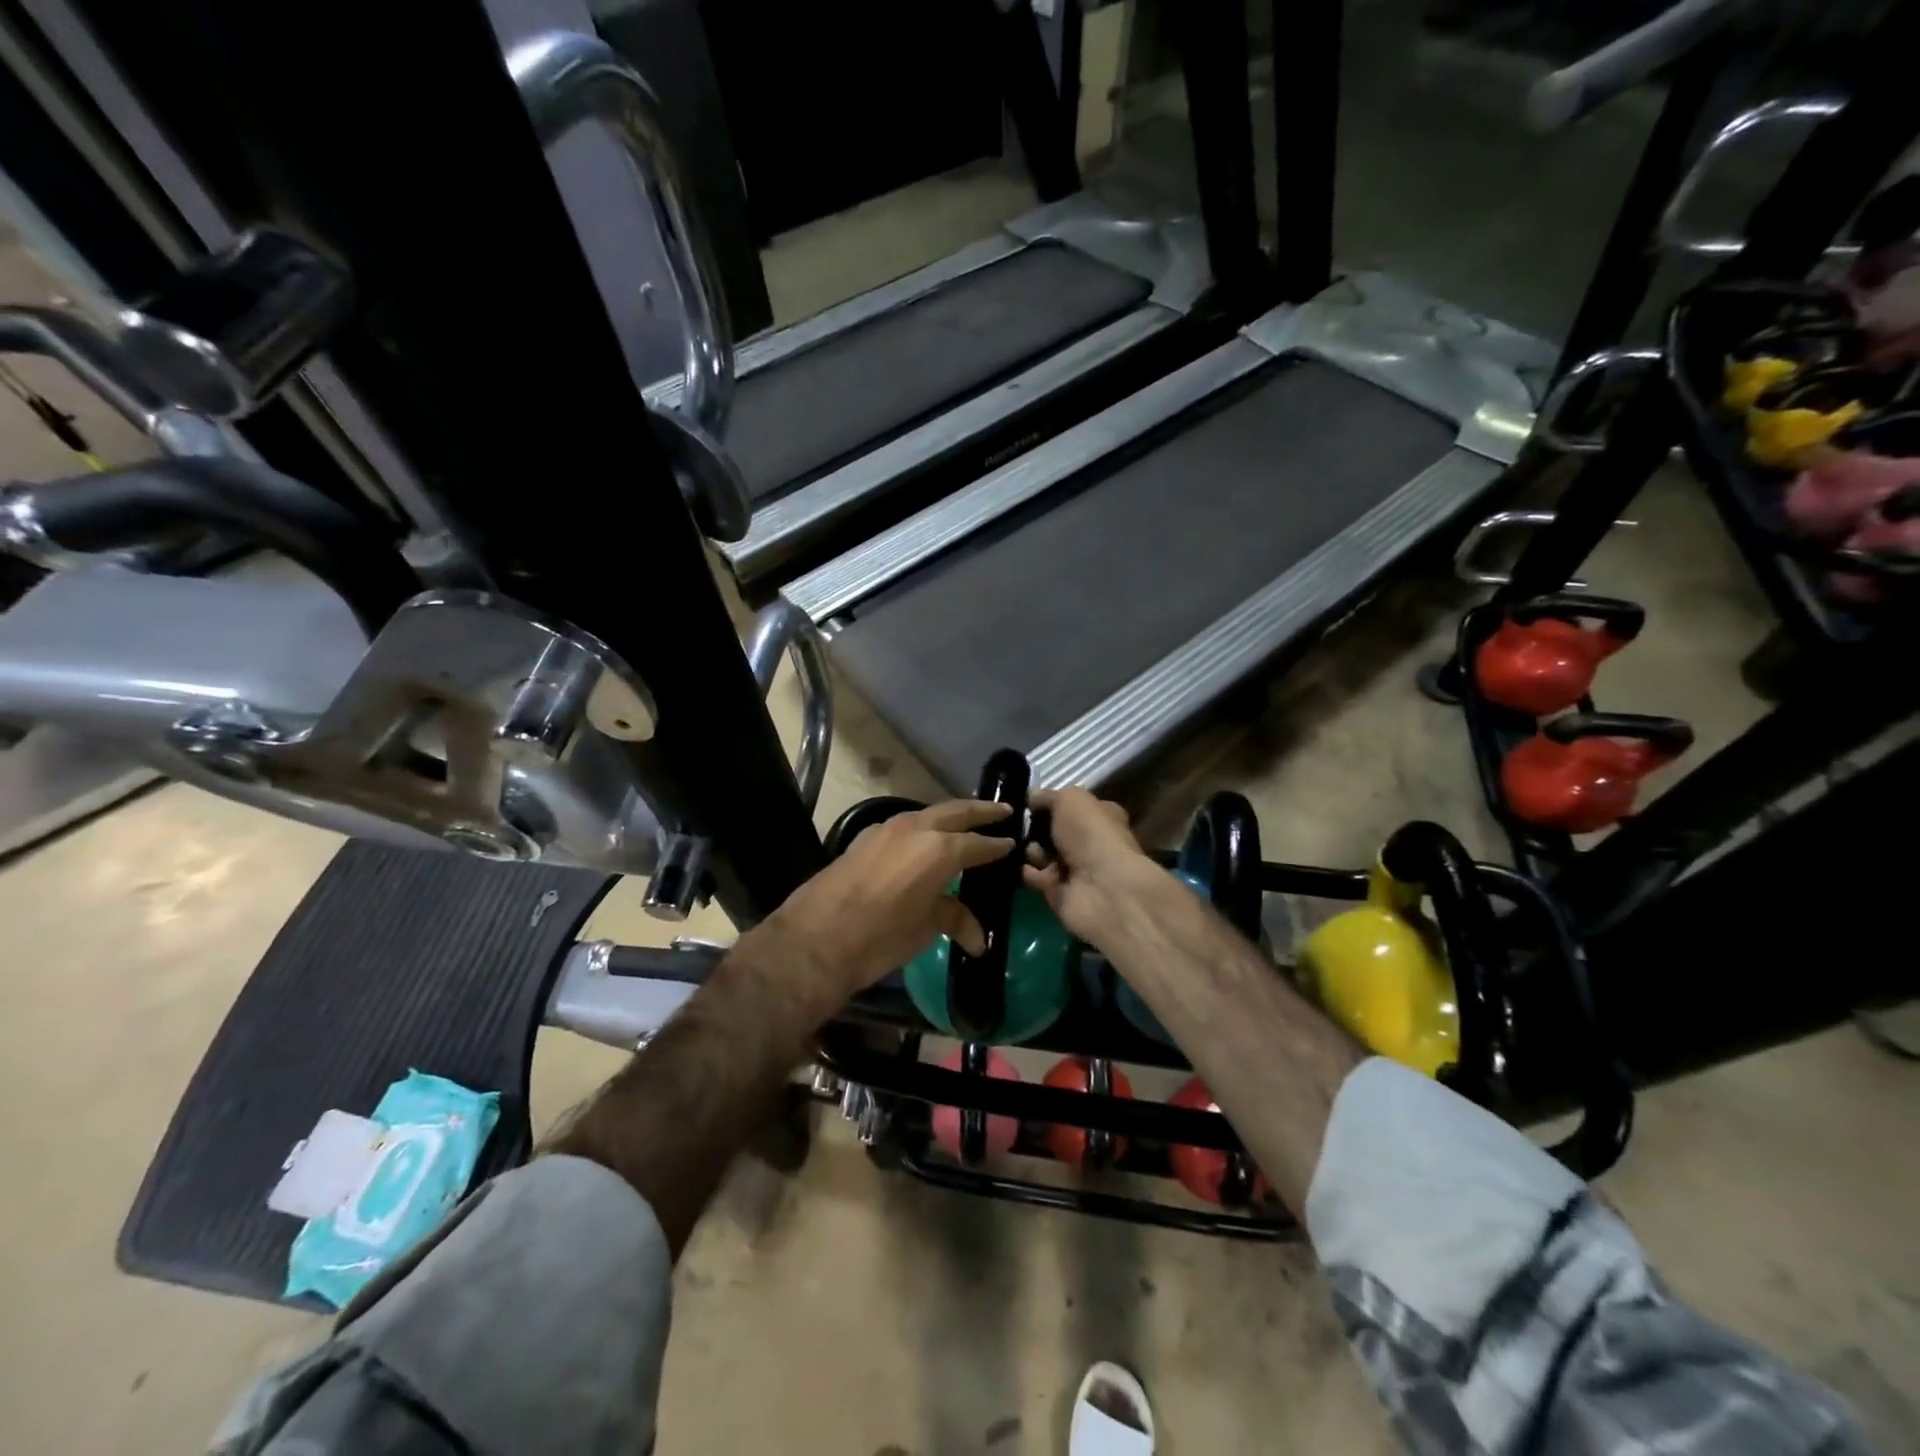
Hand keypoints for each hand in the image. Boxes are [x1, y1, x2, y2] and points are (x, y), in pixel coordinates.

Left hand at [750, 800, 1014, 1009]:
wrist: (815, 939)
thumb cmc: (880, 937)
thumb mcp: (925, 928)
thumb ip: (954, 919)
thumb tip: (978, 938)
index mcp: (939, 849)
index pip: (978, 843)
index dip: (997, 845)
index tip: (1013, 842)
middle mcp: (915, 829)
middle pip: (955, 811)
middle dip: (980, 810)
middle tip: (1003, 810)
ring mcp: (885, 830)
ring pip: (926, 815)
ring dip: (948, 816)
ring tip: (964, 823)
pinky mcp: (863, 839)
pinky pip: (902, 826)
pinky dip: (921, 829)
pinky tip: (922, 843)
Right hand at [1021, 787, 1161, 945]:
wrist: (1103, 889)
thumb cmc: (1090, 834)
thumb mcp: (1070, 799)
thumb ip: (1048, 796)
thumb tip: (1031, 797)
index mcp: (1100, 817)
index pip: (1071, 808)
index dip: (1050, 805)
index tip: (1027, 804)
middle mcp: (1090, 843)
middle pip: (1053, 833)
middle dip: (1035, 830)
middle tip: (1022, 828)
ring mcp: (1077, 871)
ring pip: (1043, 856)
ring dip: (1032, 852)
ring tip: (1033, 852)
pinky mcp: (1062, 894)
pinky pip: (1039, 880)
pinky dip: (1031, 874)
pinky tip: (1030, 870)